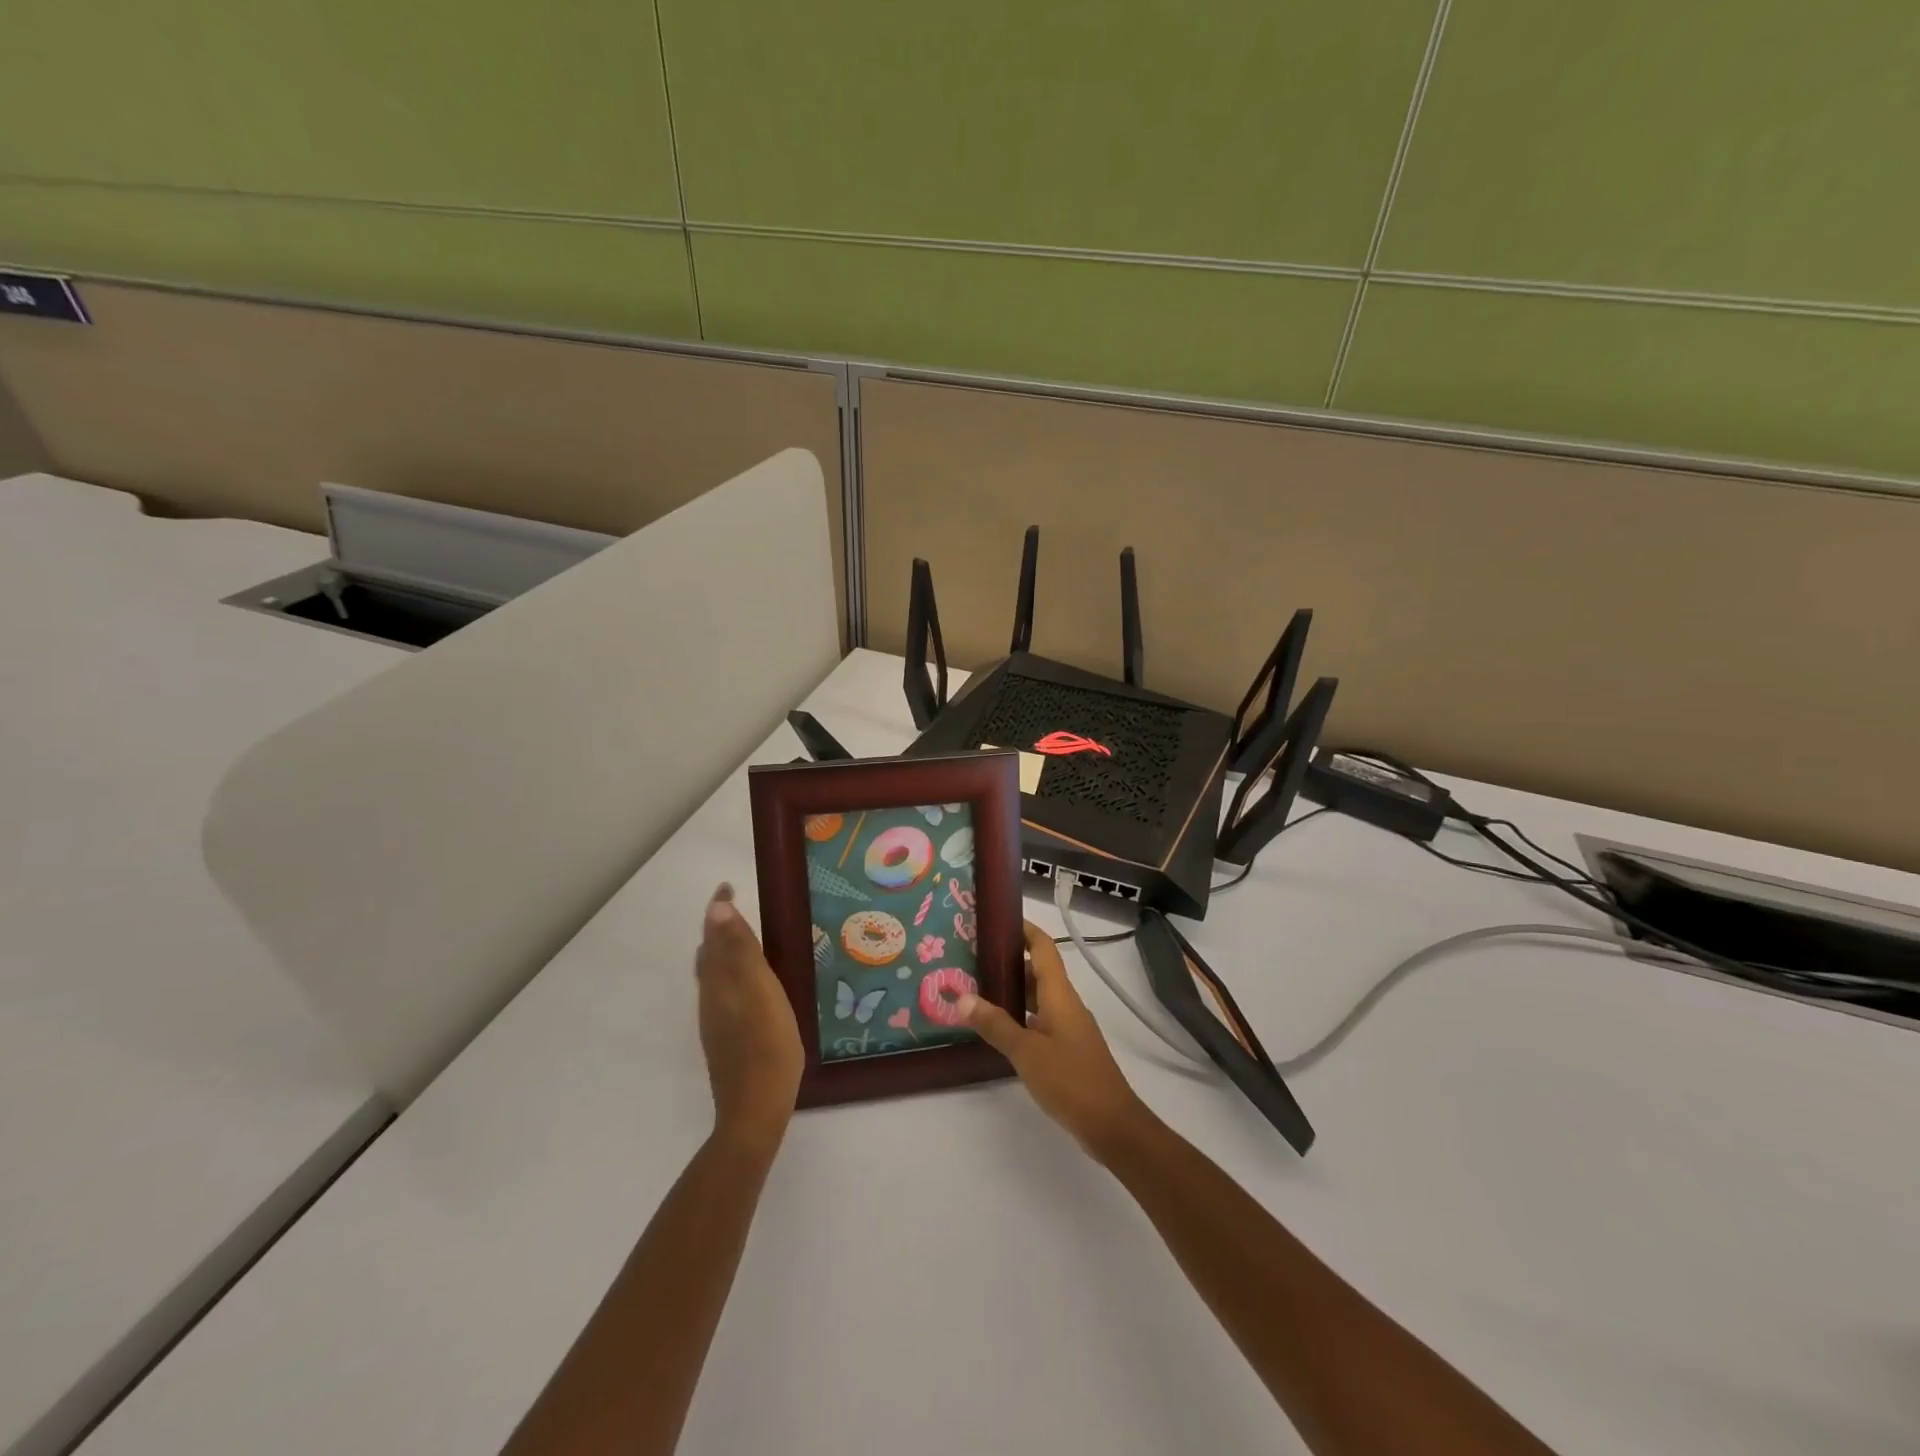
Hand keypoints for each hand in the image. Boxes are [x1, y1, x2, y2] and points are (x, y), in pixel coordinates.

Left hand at [696, 884, 803, 1150]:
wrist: (755, 1109)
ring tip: (745, 942)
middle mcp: (712, 999)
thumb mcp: (760, 990)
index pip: (714, 936)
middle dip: (719, 930)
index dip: (719, 911)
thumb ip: (741, 950)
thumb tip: (717, 908)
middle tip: (737, 911)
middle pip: (709, 956)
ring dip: (723, 953)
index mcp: (720, 983)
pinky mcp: (726, 1040)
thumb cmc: (767, 1045)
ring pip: (714, 977)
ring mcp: (717, 1023)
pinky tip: (751, 988)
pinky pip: (723, 995)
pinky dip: (731, 977)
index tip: (727, 887)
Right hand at [960, 921, 1152, 1160]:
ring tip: (979, 987)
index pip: (1044, 947)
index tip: (998, 920)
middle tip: (975, 957)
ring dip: (1015, 989)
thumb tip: (962, 996)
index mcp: (1060, 994)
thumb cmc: (1070, 1079)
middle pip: (1039, 970)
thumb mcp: (1026, 1051)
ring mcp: (1069, 1027)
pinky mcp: (1068, 1049)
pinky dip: (1021, 1015)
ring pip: (1039, 997)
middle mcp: (1066, 1004)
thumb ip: (995, 1024)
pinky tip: (1000, 1027)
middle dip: (1011, 960)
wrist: (1111, 1124)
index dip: (1025, 930)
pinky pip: (1041, 1019)